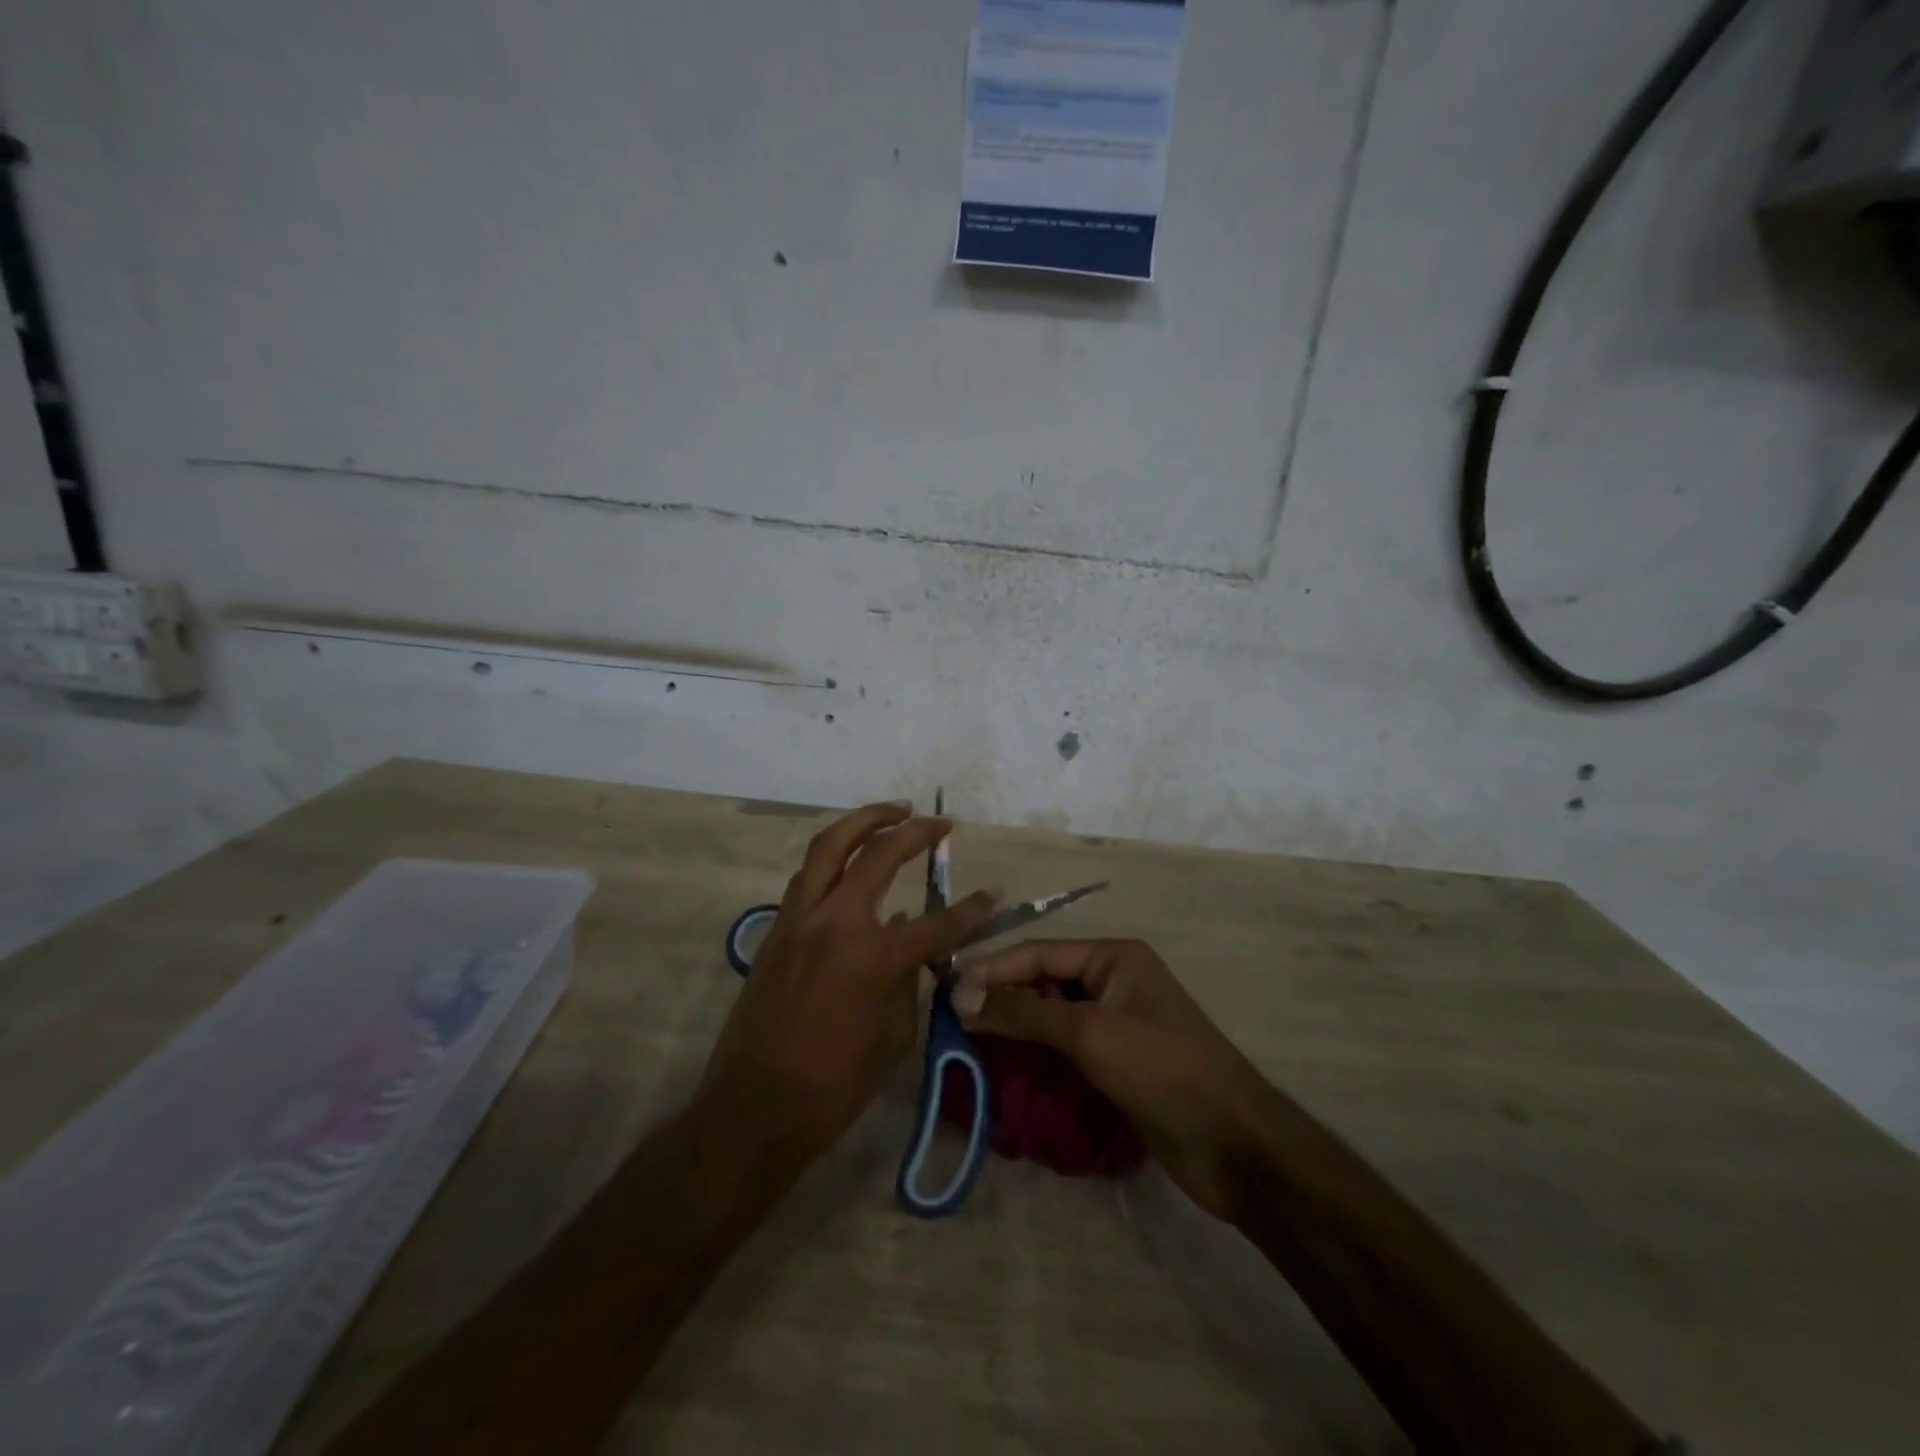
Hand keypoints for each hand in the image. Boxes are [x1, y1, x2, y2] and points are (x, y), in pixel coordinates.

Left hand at [697, 803, 996, 1166]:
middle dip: (914, 831)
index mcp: (873, 957)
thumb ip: (907, 981)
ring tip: (892, 813)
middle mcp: (835, 923)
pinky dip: (833, 857)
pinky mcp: (777, 930)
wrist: (753, 1108)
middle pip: (878, 855)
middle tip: (939, 822)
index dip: (972, 911)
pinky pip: (808, 877)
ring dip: (863, 822)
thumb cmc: (833, 1086)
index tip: (995, 895)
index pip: (937, 923)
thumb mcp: (893, 1038)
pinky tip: (850, 862)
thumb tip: (909, 944)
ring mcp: (799, 920)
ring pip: (829, 847)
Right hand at [954, 939, 1271, 1219]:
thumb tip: (960, 995)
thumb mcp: (1089, 1034)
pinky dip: (1035, 1057)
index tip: (946, 991)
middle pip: (1043, 983)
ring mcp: (1116, 1024)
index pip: (1038, 954)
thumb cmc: (1162, 1069)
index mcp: (1113, 957)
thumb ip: (1023, 1012)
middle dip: (1001, 1000)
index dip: (992, 970)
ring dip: (1014, 1030)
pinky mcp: (1117, 1063)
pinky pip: (1065, 1050)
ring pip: (1051, 1018)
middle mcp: (1113, 981)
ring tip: (967, 1046)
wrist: (1233, 1145)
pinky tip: (1004, 1071)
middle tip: (951, 1022)